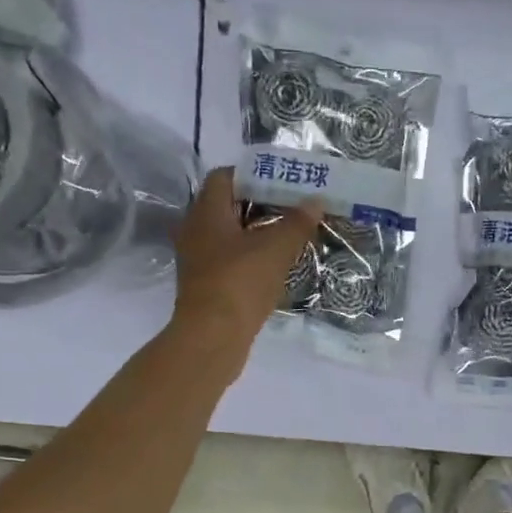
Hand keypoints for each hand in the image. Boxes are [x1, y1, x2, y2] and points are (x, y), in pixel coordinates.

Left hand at [171, 167, 321, 361]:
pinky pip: (229, 260)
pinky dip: (250, 258)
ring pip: (229, 235)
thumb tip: (316, 200)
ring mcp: (197, 259)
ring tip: (289, 236)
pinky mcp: (205, 285)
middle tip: (292, 208)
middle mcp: (195, 230)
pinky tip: (274, 267)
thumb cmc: (240, 282)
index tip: (282, 182)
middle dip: (260, 204)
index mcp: (207, 212)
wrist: (212, 337)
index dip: (253, 174)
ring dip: (256, 234)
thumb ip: (297, 222)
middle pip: (228, 206)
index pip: (225, 176)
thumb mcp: (276, 248)